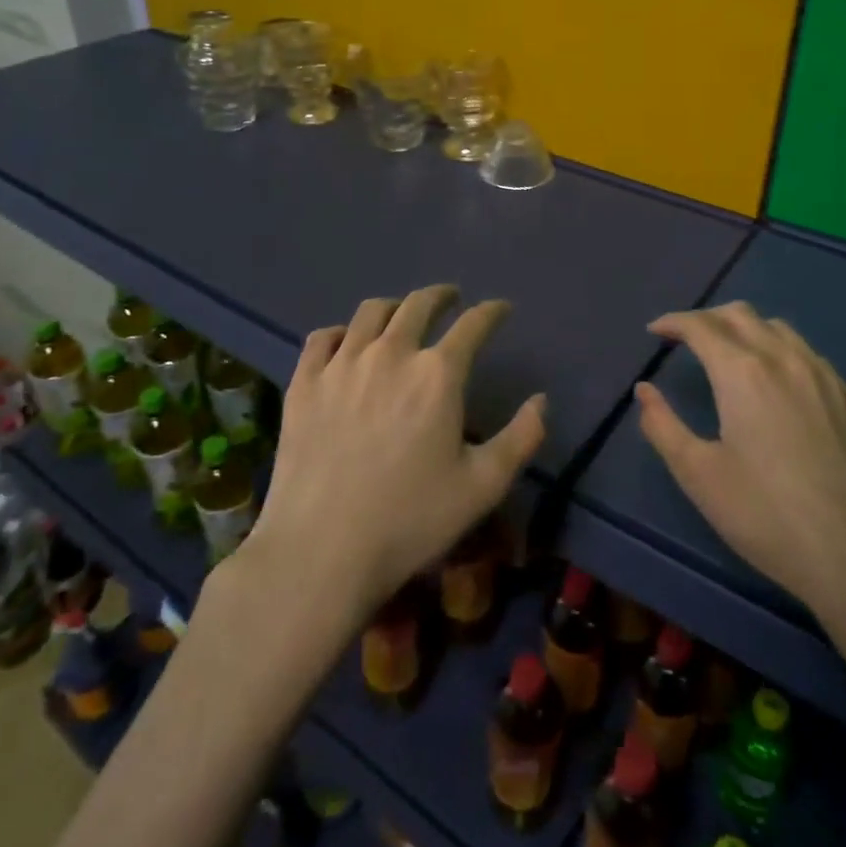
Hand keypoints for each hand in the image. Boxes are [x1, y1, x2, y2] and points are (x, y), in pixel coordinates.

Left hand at [250, 285, 546, 623]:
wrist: (321, 550)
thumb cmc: (410, 520)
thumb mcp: (482, 486)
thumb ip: (521, 438)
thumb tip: (541, 400)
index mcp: (438, 374)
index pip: (473, 324)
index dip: (492, 311)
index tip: (501, 309)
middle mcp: (391, 353)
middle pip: (419, 304)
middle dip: (442, 296)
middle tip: (451, 299)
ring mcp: (342, 364)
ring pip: (371, 312)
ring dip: (395, 306)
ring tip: (402, 315)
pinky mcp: (304, 382)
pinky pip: (323, 337)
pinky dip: (342, 332)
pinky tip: (347, 343)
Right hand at [636, 302, 845, 638]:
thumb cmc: (765, 516)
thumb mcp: (698, 475)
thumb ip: (663, 426)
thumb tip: (644, 390)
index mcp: (743, 373)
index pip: (701, 326)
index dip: (673, 322)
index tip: (655, 332)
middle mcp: (784, 359)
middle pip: (740, 315)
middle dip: (706, 319)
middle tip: (686, 340)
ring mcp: (824, 376)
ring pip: (778, 328)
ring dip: (744, 329)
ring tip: (728, 355)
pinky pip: (807, 353)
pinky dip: (778, 350)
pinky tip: (776, 383)